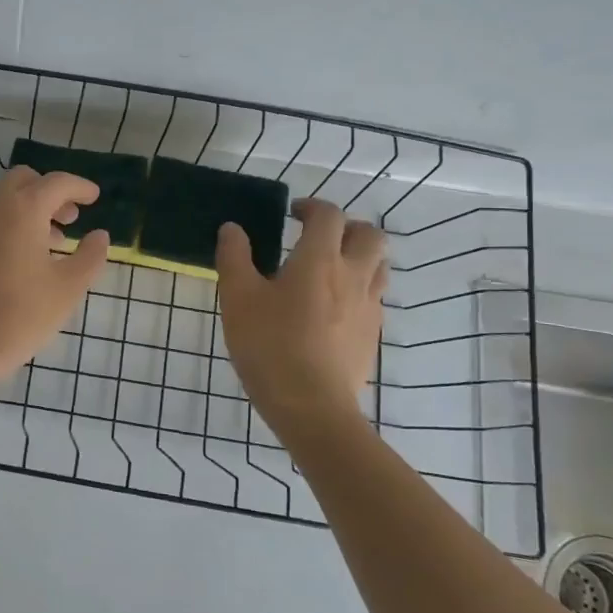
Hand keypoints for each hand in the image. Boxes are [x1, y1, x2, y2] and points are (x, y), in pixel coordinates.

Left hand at [0, 166, 110, 388]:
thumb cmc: (19, 315)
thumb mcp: (67, 289)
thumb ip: (90, 256)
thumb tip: (100, 236)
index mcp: (22, 211)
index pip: (56, 183)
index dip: (79, 187)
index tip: (95, 197)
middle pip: (23, 181)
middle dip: (50, 192)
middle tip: (71, 218)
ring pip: (3, 202)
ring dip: (29, 211)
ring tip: (52, 244)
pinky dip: (9, 227)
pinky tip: (20, 262)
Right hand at [216, 199, 388, 428]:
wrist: (311, 406)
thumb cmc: (269, 345)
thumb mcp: (237, 298)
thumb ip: (234, 257)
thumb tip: (233, 228)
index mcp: (319, 259)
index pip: (328, 214)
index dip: (311, 206)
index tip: (292, 214)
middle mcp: (352, 275)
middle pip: (369, 234)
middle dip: (346, 227)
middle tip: (318, 238)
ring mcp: (368, 306)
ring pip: (379, 265)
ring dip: (359, 256)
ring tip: (330, 269)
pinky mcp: (372, 335)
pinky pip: (374, 298)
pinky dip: (358, 289)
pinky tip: (333, 308)